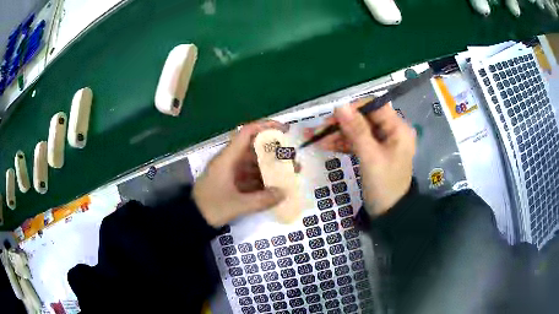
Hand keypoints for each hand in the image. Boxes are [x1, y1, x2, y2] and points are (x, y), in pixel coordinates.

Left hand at [193, 120, 293, 227]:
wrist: (193, 219)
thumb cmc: (211, 207)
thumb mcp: (237, 205)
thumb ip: (261, 200)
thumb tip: (284, 193)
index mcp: (228, 158)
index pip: (247, 133)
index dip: (265, 127)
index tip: (284, 129)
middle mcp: (230, 161)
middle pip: (255, 148)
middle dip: (274, 151)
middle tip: (292, 157)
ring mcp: (231, 172)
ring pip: (254, 163)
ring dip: (271, 166)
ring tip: (290, 172)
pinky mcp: (233, 183)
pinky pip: (251, 176)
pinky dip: (264, 179)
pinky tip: (277, 185)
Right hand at [304, 99, 415, 216]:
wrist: (389, 214)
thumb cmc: (384, 186)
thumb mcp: (370, 157)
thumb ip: (356, 130)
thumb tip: (340, 105)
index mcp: (398, 129)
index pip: (374, 106)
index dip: (353, 107)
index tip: (333, 115)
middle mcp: (391, 131)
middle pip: (363, 118)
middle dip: (341, 123)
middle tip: (318, 130)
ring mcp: (382, 142)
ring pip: (357, 130)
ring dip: (337, 133)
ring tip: (314, 138)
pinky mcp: (374, 152)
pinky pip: (357, 142)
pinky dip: (342, 143)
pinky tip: (325, 145)